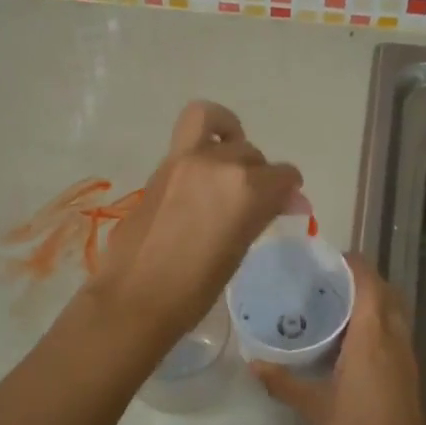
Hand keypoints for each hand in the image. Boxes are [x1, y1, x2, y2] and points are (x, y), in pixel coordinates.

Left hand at [87, 101, 304, 346]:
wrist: (136, 297)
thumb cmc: (195, 289)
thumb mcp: (238, 250)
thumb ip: (261, 214)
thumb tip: (289, 200)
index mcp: (247, 191)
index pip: (284, 176)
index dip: (289, 192)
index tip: (285, 206)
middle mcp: (220, 164)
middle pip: (253, 155)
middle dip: (260, 176)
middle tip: (253, 202)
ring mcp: (187, 159)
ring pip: (221, 128)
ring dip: (232, 141)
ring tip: (230, 164)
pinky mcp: (163, 165)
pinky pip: (191, 132)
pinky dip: (206, 137)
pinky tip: (206, 167)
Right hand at [253, 256, 425, 424]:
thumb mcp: (314, 407)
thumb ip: (283, 382)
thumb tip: (253, 364)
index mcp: (372, 338)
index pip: (369, 284)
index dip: (353, 265)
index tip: (327, 259)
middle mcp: (393, 338)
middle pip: (385, 291)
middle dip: (361, 278)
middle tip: (326, 279)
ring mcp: (406, 353)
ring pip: (394, 310)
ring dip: (372, 297)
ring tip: (336, 302)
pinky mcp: (409, 368)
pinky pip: (395, 328)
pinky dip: (378, 318)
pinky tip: (351, 336)